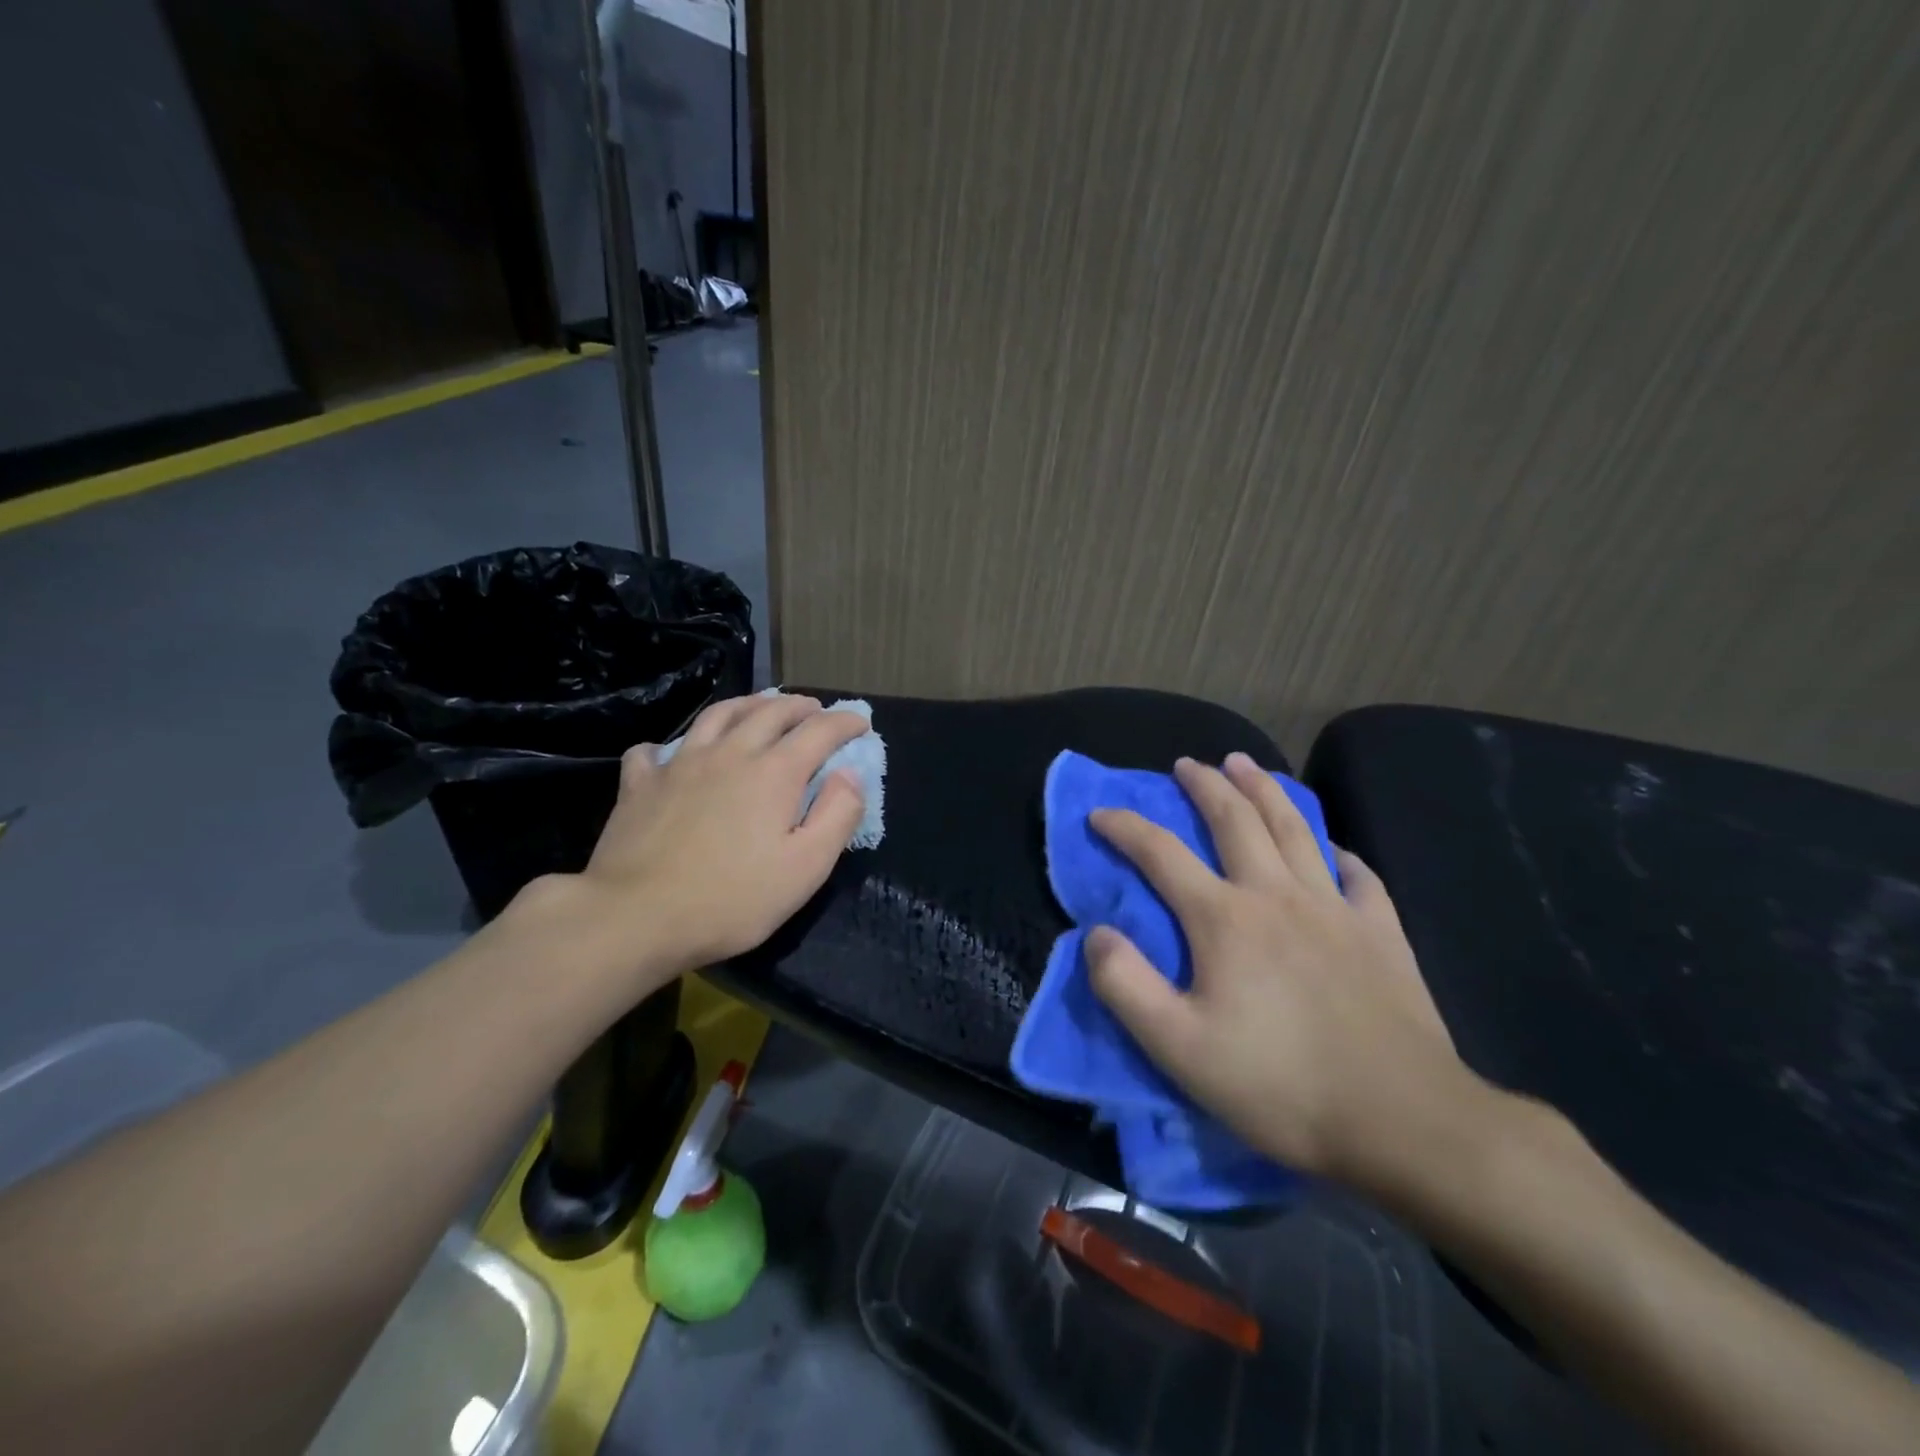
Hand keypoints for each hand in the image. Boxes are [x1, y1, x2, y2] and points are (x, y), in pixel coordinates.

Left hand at [558, 694, 868, 981]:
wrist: (636, 917)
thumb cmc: (732, 899)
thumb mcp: (807, 868)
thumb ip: (837, 815)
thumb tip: (849, 775)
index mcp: (774, 773)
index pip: (819, 731)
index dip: (844, 722)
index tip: (860, 723)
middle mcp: (730, 754)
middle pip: (770, 712)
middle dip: (799, 706)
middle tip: (814, 710)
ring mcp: (680, 764)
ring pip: (718, 715)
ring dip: (746, 705)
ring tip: (759, 708)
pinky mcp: (640, 784)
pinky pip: (655, 750)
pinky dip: (672, 745)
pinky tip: (674, 754)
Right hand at [1085, 753, 1467, 1192]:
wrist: (1403, 1122)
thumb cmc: (1280, 1085)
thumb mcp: (1178, 1048)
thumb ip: (1125, 985)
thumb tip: (1096, 932)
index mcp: (1224, 918)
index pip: (1161, 853)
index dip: (1125, 827)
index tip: (1100, 813)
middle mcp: (1277, 895)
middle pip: (1236, 820)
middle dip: (1206, 785)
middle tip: (1187, 764)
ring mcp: (1335, 909)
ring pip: (1295, 829)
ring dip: (1265, 790)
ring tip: (1246, 765)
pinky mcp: (1381, 932)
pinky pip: (1358, 875)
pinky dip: (1337, 852)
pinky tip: (1331, 848)